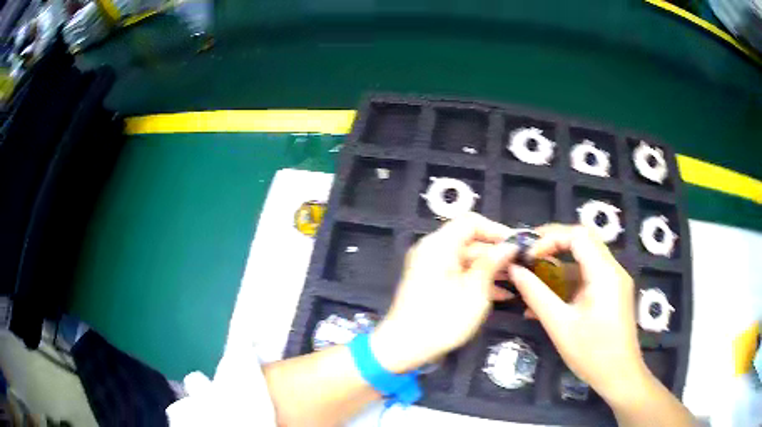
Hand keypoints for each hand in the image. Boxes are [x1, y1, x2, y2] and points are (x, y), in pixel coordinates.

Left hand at [370, 213, 516, 373]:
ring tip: (516, 280)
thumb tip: (509, 246)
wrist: (404, 347)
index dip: (496, 230)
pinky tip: (501, 294)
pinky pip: (458, 273)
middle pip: (469, 241)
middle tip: (521, 265)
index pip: (471, 222)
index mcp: (439, 245)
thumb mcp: (474, 291)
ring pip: (467, 259)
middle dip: (496, 252)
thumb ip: (492, 263)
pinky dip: (477, 280)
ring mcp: (430, 267)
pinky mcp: (432, 282)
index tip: (516, 245)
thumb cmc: (442, 319)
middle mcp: (432, 250)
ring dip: (491, 268)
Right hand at [508, 224, 649, 403]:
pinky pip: (588, 278)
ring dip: (558, 267)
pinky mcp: (612, 293)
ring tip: (532, 281)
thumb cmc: (591, 353)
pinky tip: (547, 301)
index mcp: (604, 273)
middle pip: (583, 241)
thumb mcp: (560, 325)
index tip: (527, 255)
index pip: (577, 235)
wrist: (620, 376)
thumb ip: (536, 294)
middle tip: (528, 255)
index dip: (550, 238)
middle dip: (553, 245)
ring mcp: (614, 281)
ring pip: (584, 260)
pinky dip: (567, 283)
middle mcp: (613, 270)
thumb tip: (515, 271)